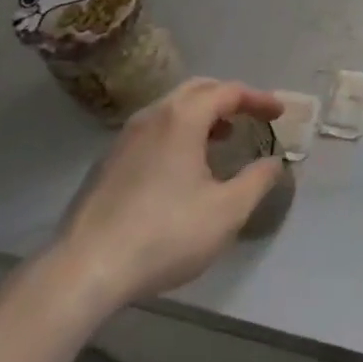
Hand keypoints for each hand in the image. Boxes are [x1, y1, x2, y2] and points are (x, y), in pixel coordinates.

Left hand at [51, 78, 285, 312]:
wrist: (84, 271)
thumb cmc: (165, 234)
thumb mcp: (227, 211)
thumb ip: (258, 180)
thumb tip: (274, 163)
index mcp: (182, 119)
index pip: (228, 91)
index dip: (258, 99)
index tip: (278, 112)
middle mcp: (151, 117)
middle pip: (197, 90)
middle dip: (228, 98)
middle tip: (251, 116)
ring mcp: (123, 139)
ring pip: (170, 110)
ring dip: (201, 116)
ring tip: (222, 139)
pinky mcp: (106, 164)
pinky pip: (152, 131)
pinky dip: (178, 133)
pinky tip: (183, 167)